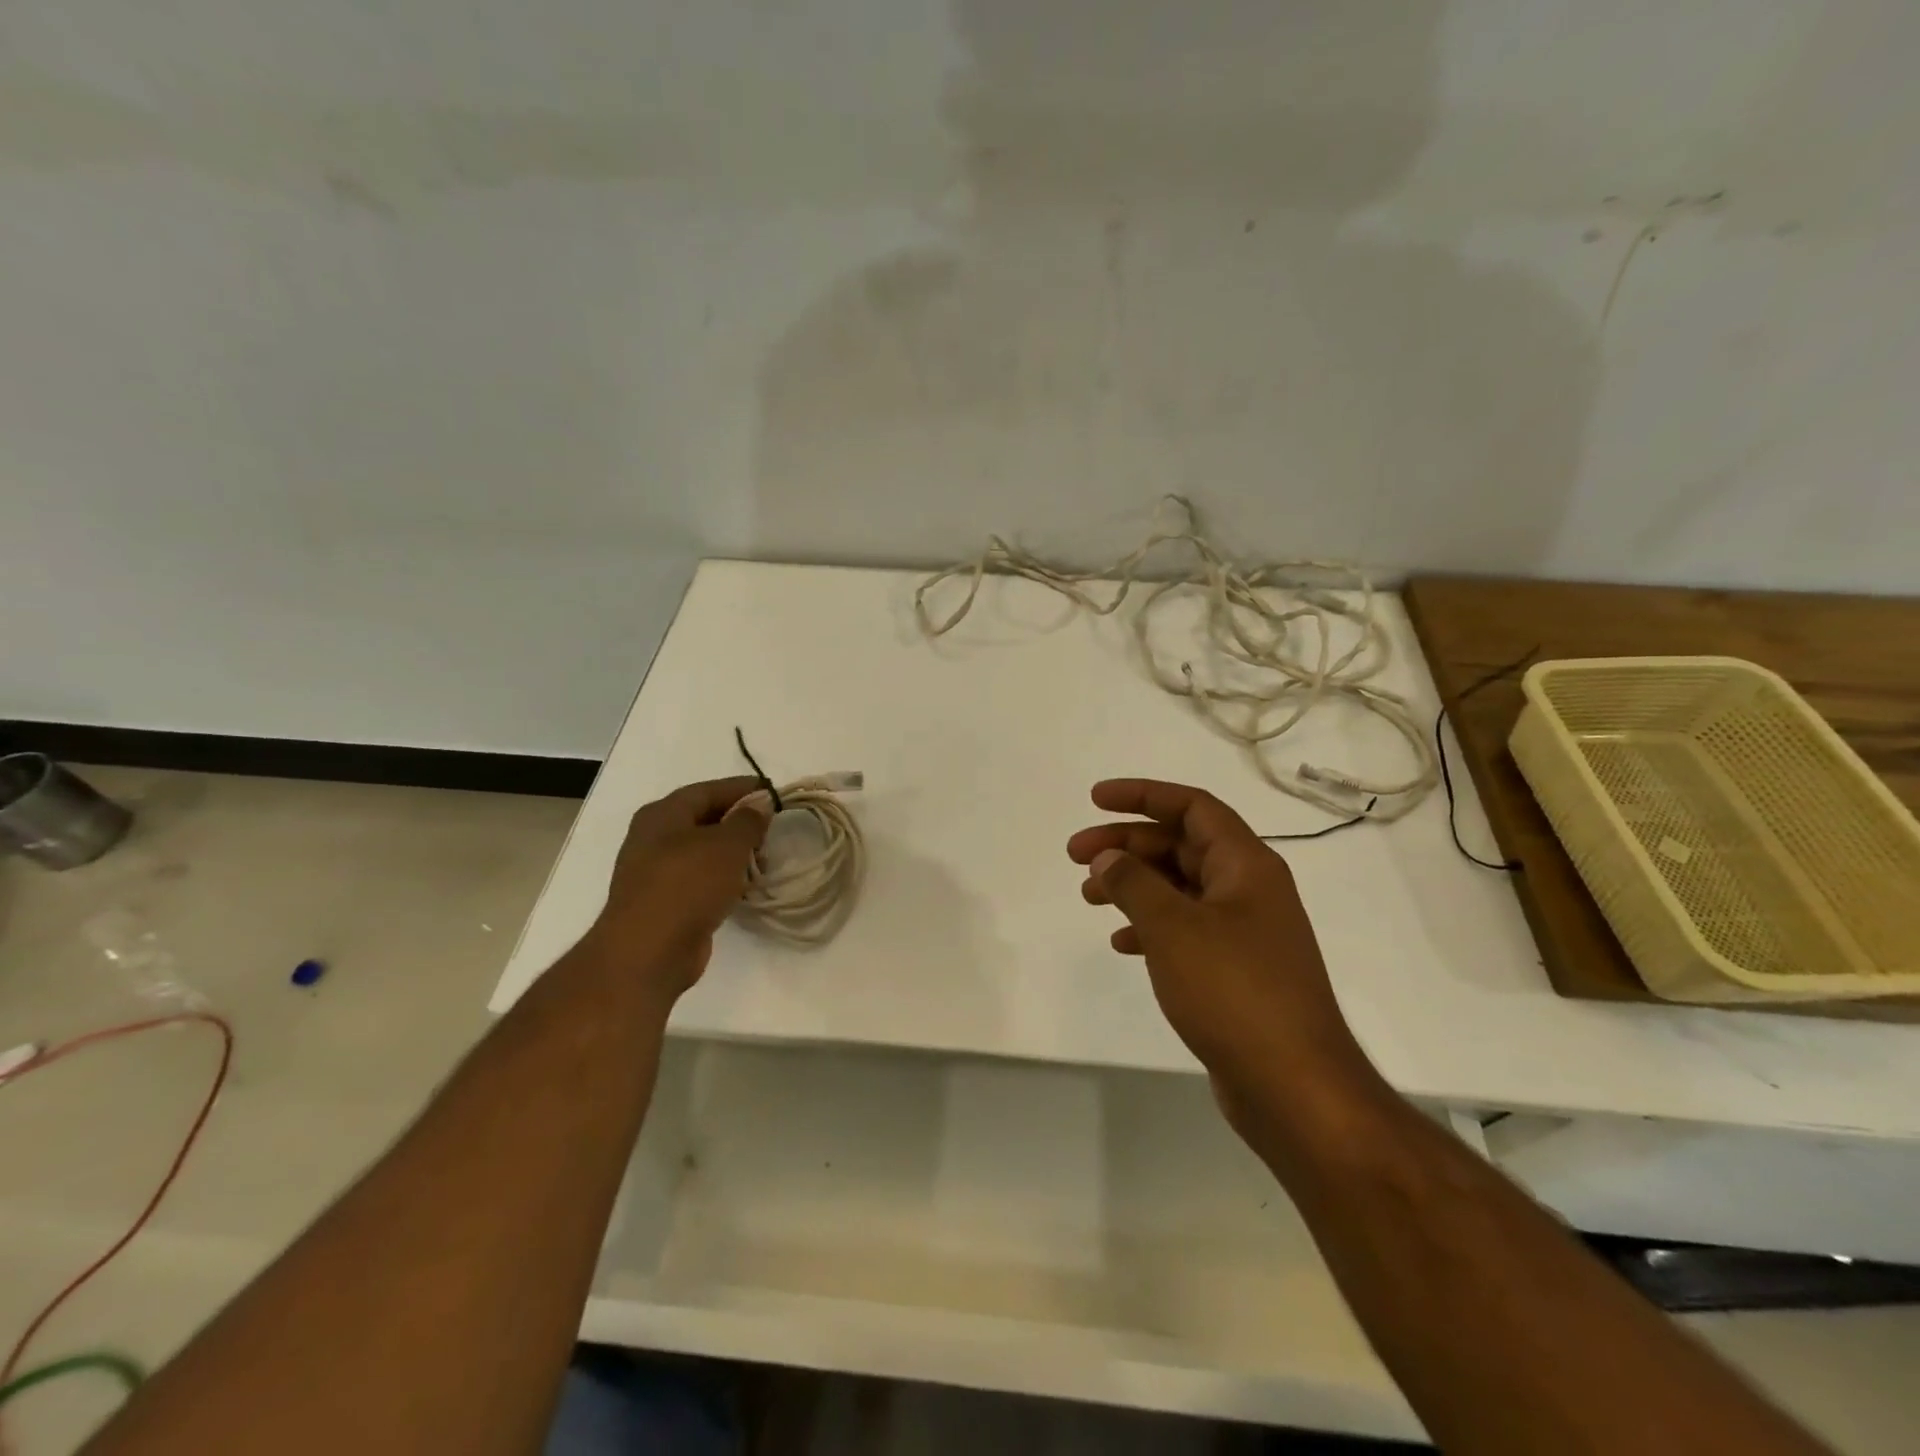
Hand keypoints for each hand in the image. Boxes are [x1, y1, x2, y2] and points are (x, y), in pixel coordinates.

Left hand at [587, 776, 769, 998]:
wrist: (648, 951)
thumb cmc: (687, 884)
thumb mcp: (727, 844)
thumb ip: (748, 820)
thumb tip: (759, 804)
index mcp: (662, 814)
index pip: (708, 790)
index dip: (742, 788)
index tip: (773, 792)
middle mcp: (654, 838)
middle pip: (704, 819)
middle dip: (739, 822)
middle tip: (772, 828)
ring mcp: (656, 872)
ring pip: (703, 852)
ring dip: (733, 853)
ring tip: (764, 860)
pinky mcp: (664, 902)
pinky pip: (700, 879)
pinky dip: (723, 878)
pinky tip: (745, 886)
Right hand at [1067, 779, 1375, 1114]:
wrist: (1294, 1086)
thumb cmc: (1234, 991)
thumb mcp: (1173, 927)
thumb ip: (1133, 883)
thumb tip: (1108, 857)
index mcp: (1246, 865)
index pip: (1192, 807)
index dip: (1142, 795)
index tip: (1095, 800)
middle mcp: (1249, 889)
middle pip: (1181, 845)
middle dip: (1126, 844)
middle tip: (1076, 855)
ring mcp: (1245, 931)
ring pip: (1180, 888)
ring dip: (1133, 884)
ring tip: (1088, 896)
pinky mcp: (1236, 970)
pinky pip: (1185, 929)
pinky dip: (1150, 927)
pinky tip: (1121, 943)